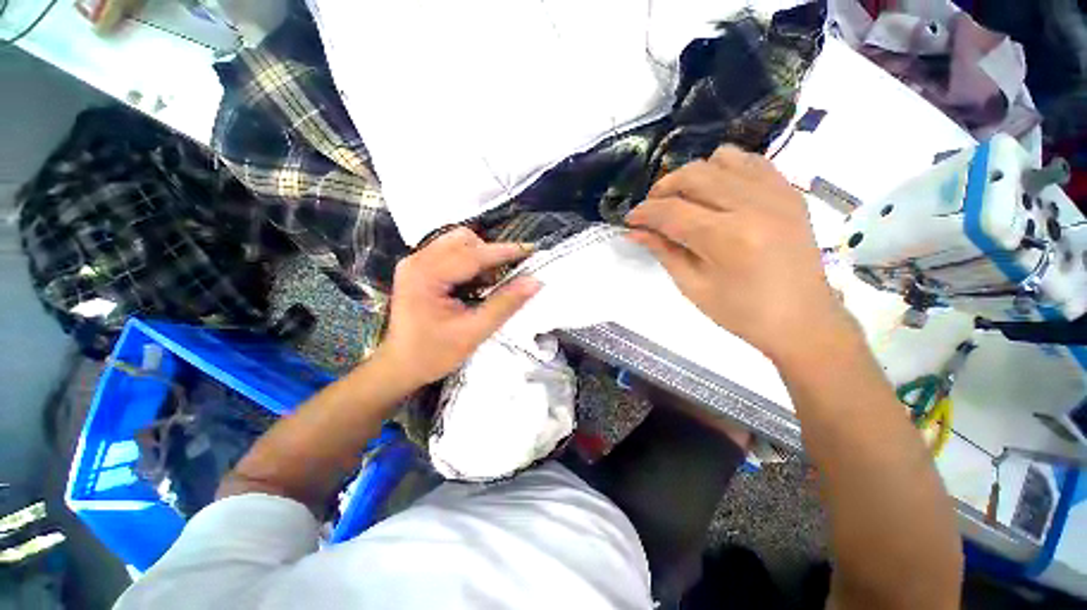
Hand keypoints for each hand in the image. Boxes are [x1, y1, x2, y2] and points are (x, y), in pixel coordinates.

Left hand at [376, 227, 540, 386]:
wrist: (399, 366)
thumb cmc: (434, 354)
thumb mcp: (474, 332)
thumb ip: (505, 304)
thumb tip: (534, 282)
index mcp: (426, 275)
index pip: (473, 254)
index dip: (505, 252)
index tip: (531, 251)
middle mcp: (417, 260)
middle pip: (463, 240)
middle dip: (490, 254)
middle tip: (504, 278)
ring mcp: (415, 262)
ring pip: (457, 242)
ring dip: (480, 257)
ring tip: (488, 284)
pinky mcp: (418, 267)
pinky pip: (450, 252)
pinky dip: (469, 262)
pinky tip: (473, 284)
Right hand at [625, 146, 854, 364]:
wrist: (803, 319)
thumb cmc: (742, 312)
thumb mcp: (693, 287)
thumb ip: (663, 251)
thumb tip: (634, 231)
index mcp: (728, 238)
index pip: (672, 211)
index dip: (644, 213)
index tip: (630, 220)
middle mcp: (754, 206)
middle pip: (694, 175)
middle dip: (663, 188)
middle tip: (652, 210)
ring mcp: (777, 193)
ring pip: (721, 159)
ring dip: (693, 176)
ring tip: (685, 199)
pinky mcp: (789, 192)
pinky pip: (751, 161)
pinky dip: (725, 170)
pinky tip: (717, 192)